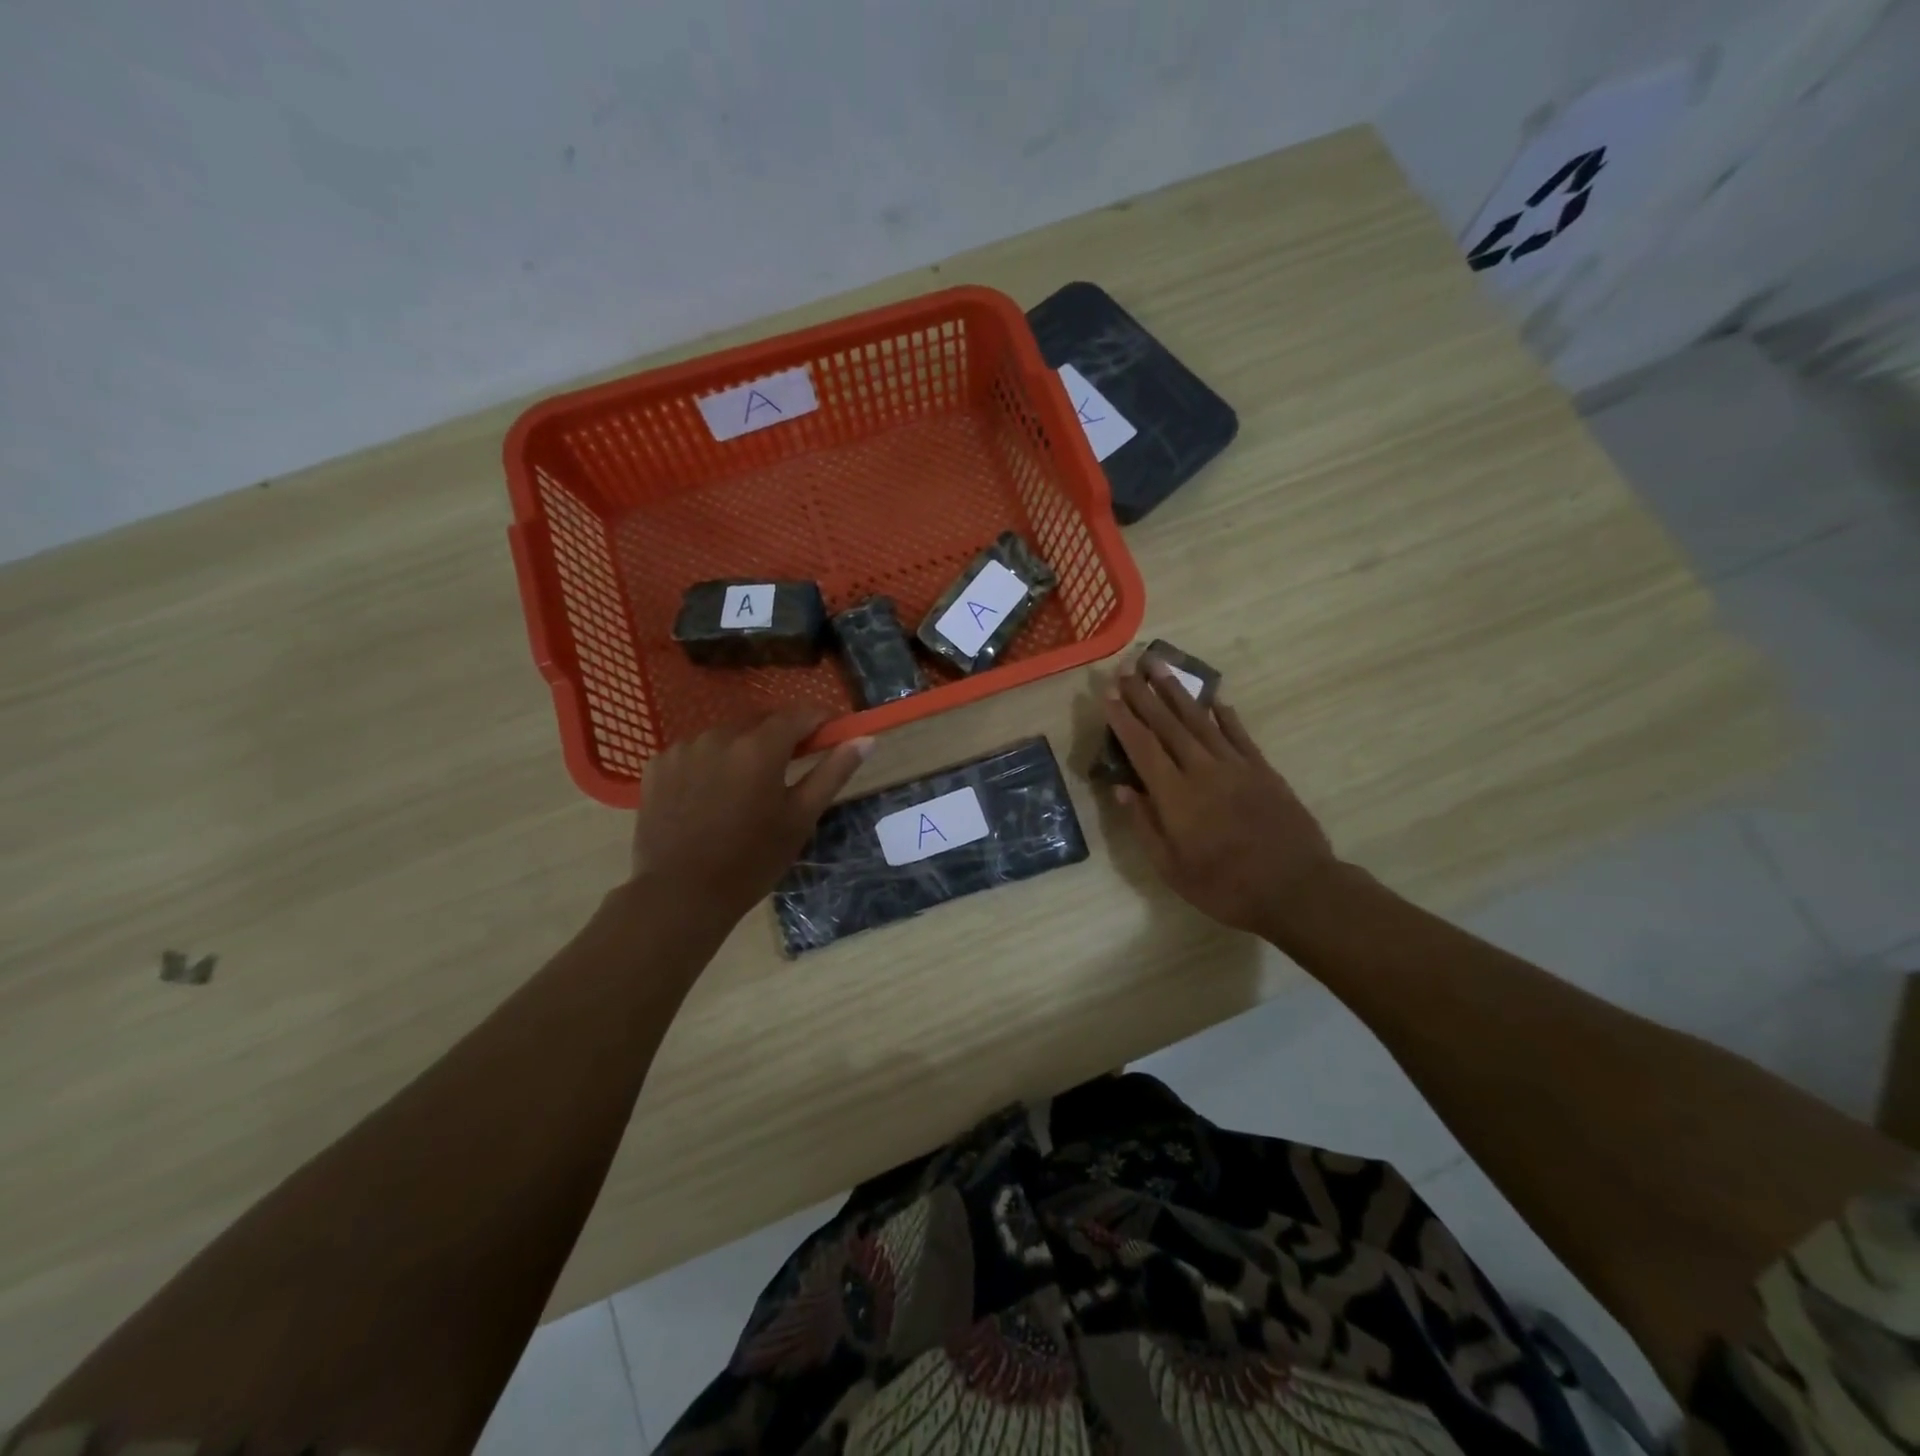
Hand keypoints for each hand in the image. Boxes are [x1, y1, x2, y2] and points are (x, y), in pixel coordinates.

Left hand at [628, 709, 872, 921]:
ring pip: (725, 736)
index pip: (799, 715)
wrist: (680, 895)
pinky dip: (707, 764)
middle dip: (779, 738)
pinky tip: (707, 797)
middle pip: (760, 722)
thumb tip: (864, 739)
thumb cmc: (752, 860)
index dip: (819, 721)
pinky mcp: (657, 765)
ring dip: (741, 750)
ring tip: (743, 790)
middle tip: (787, 771)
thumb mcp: (800, 818)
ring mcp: (684, 748)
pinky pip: (694, 752)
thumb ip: (833, 772)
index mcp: (760, 748)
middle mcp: (720, 736)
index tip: (829, 736)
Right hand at [1102, 660, 1339, 939]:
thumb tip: (1123, 789)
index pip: (1142, 746)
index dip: (1123, 717)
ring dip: (1177, 692)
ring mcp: (1236, 766)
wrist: (1296, 888)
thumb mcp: (1172, 869)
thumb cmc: (1225, 887)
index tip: (1107, 692)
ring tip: (1159, 666)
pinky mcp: (1262, 769)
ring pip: (1200, 720)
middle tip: (1127, 668)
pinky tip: (1213, 699)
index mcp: (1175, 796)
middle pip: (1168, 724)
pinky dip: (1223, 714)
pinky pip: (1238, 734)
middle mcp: (1202, 770)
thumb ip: (1145, 825)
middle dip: (1143, 694)